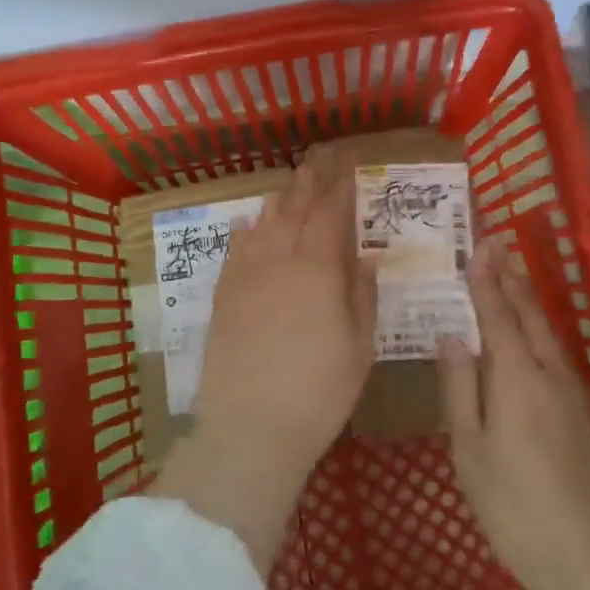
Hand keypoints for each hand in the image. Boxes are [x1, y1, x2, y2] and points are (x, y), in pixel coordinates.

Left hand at [149, 144, 376, 573]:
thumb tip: (366, 256)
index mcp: (318, 269)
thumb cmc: (319, 392)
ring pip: (262, 224)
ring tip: (289, 185)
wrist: (250, 429)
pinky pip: (234, 250)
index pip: (330, 214)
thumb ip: (363, 294)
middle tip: (318, 159)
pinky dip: (244, 231)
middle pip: (295, 210)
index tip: (348, 166)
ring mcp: (245, 276)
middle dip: (308, 182)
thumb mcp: (359, 346)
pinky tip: (246, 223)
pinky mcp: (223, 296)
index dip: (340, 187)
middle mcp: (279, 260)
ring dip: (278, 200)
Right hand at [437, 242, 589, 589]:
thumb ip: (460, 386)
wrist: (585, 555)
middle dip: (512, 276)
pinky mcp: (587, 413)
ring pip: (548, 333)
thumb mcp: (469, 448)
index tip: (480, 245)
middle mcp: (550, 372)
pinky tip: (533, 335)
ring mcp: (575, 392)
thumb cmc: (511, 504)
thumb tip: (451, 335)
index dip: (486, 279)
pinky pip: (558, 355)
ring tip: (513, 274)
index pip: (498, 315)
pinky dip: (540, 330)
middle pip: (529, 314)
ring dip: (529, 299)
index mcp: (516, 377)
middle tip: (498, 243)